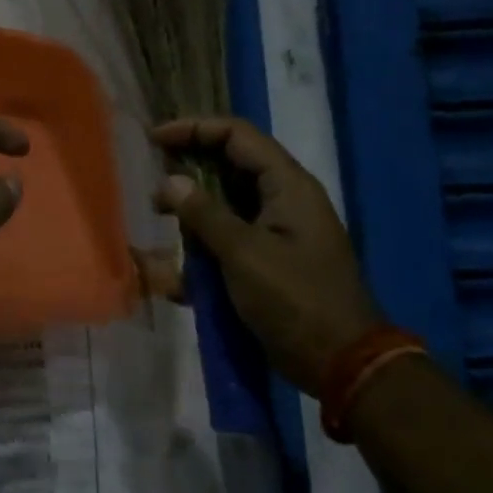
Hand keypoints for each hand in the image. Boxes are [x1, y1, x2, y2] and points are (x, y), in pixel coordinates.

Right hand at [152, 117, 382, 394]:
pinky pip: (227, 240)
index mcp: (287, 186)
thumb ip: (205, 215)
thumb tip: (170, 182)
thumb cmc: (295, 300)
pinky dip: (201, 248)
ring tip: (159, 224)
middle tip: (152, 184)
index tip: (155, 140)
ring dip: (191, 213)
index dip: (194, 129)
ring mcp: (275, 231)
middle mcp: (282, 200)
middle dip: (188, 171)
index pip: (236, 136)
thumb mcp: (245, 254)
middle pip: (229, 166)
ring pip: (224, 205)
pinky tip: (175, 275)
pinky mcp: (267, 260)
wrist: (340, 362)